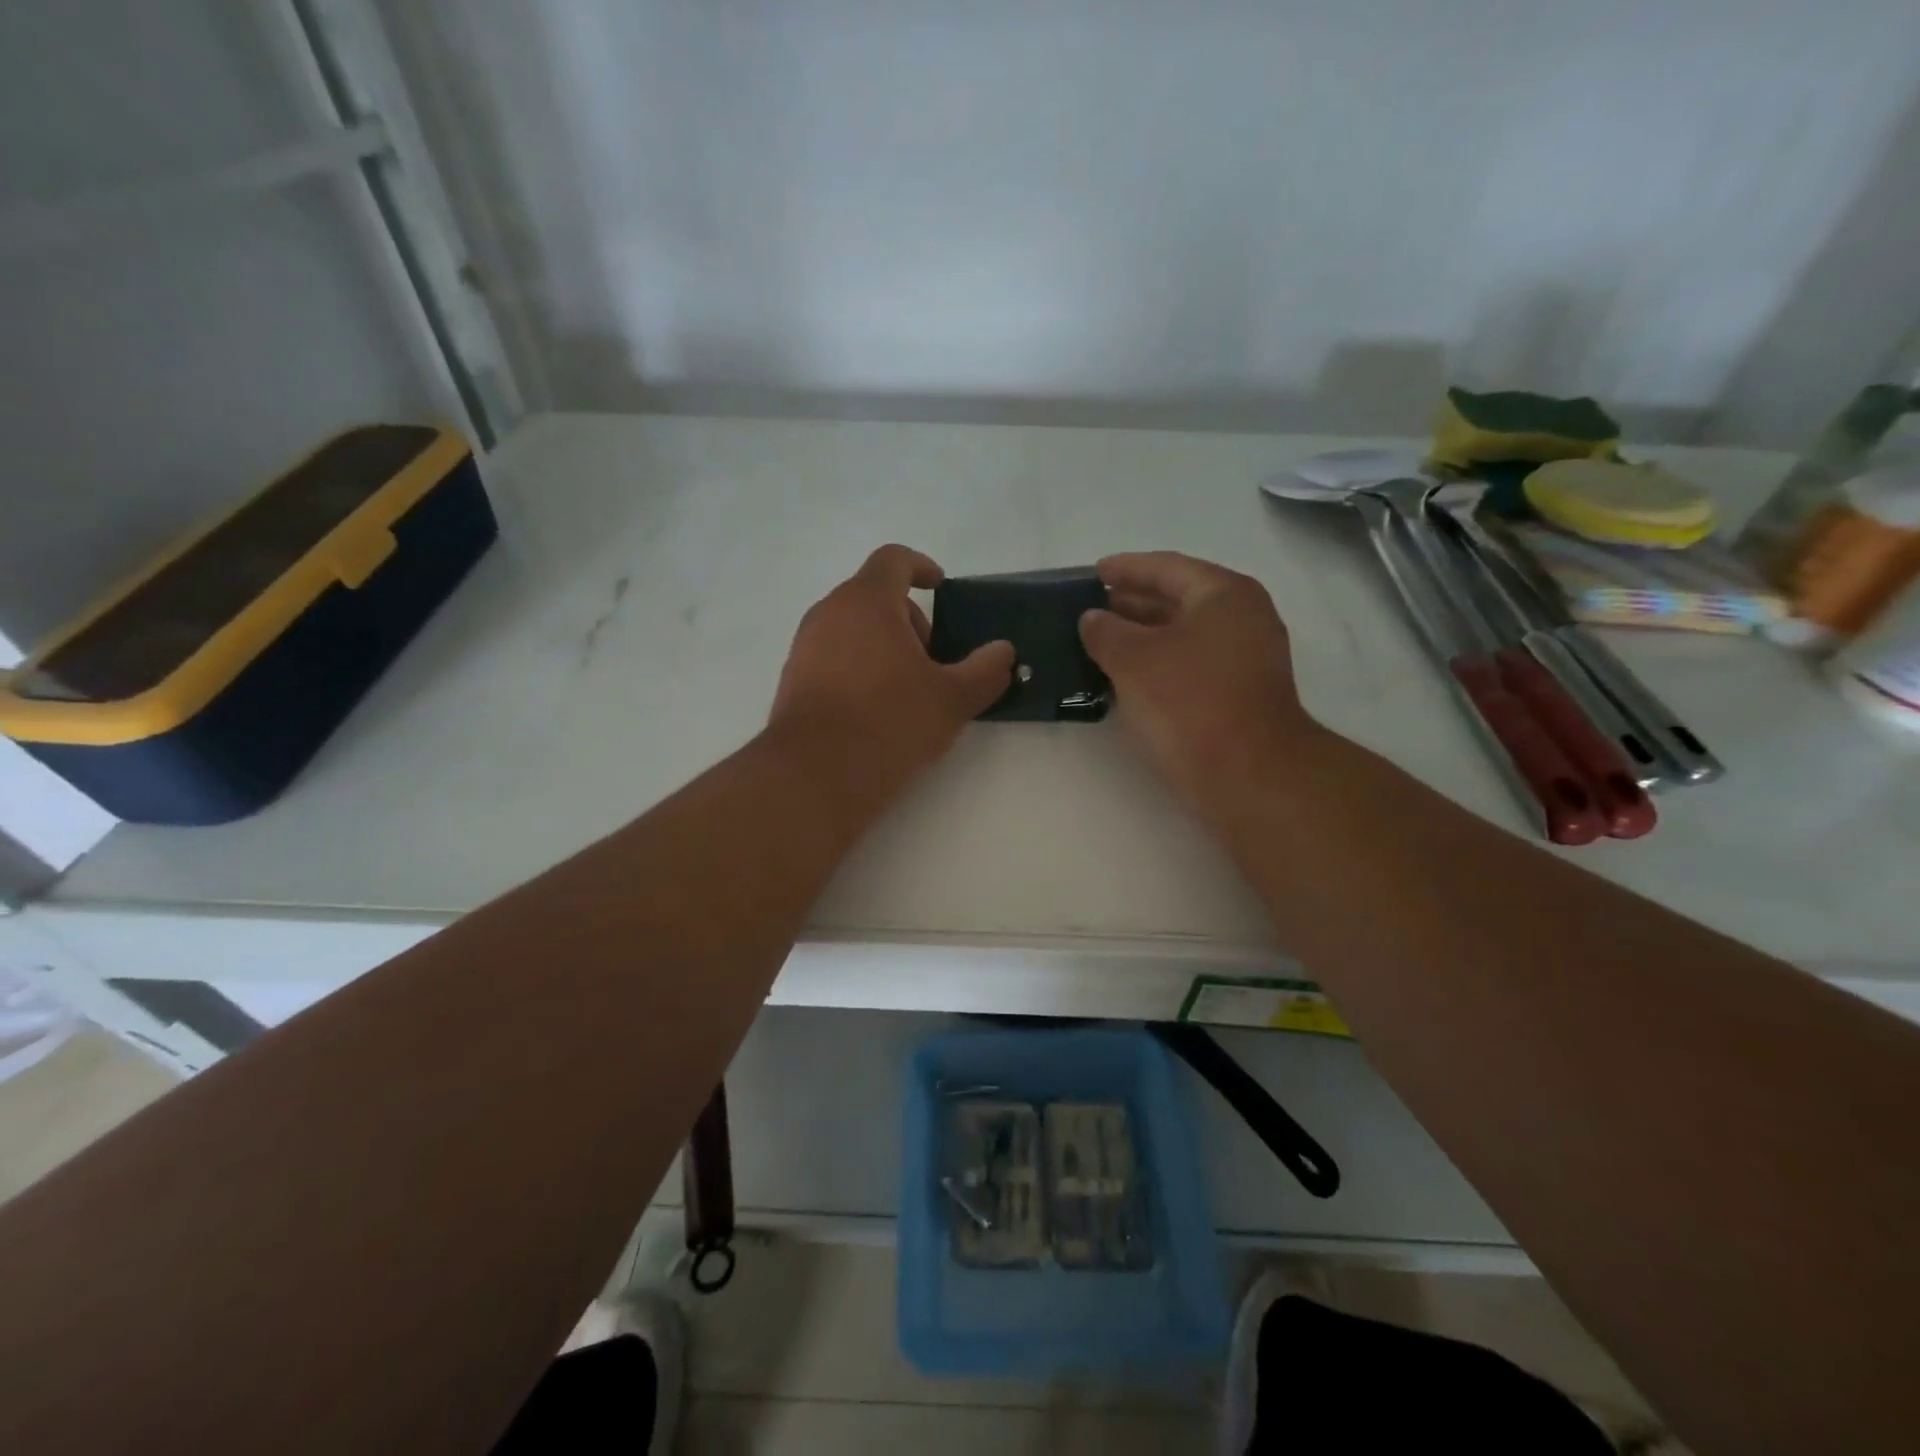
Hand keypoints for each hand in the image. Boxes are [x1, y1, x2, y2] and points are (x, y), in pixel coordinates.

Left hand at [768, 544, 1014, 797]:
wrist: (814, 775)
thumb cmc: (889, 721)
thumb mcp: (952, 699)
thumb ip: (985, 671)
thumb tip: (1004, 652)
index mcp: (866, 601)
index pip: (893, 560)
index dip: (921, 567)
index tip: (941, 588)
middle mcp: (828, 613)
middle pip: (873, 597)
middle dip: (909, 620)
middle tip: (933, 660)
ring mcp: (804, 647)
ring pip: (852, 630)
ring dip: (884, 647)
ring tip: (908, 691)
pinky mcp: (792, 681)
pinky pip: (833, 659)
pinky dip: (858, 669)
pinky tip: (876, 712)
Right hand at [1080, 552, 1320, 811]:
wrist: (1248, 774)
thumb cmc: (1190, 702)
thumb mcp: (1134, 660)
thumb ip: (1106, 632)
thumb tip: (1092, 619)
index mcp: (1223, 594)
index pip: (1166, 567)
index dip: (1125, 568)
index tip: (1092, 573)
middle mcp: (1241, 618)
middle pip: (1178, 598)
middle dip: (1131, 603)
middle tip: (1089, 609)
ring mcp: (1244, 659)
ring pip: (1182, 635)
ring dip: (1141, 637)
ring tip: (1098, 643)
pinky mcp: (1237, 694)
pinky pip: (1188, 665)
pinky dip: (1157, 664)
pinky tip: (1125, 677)